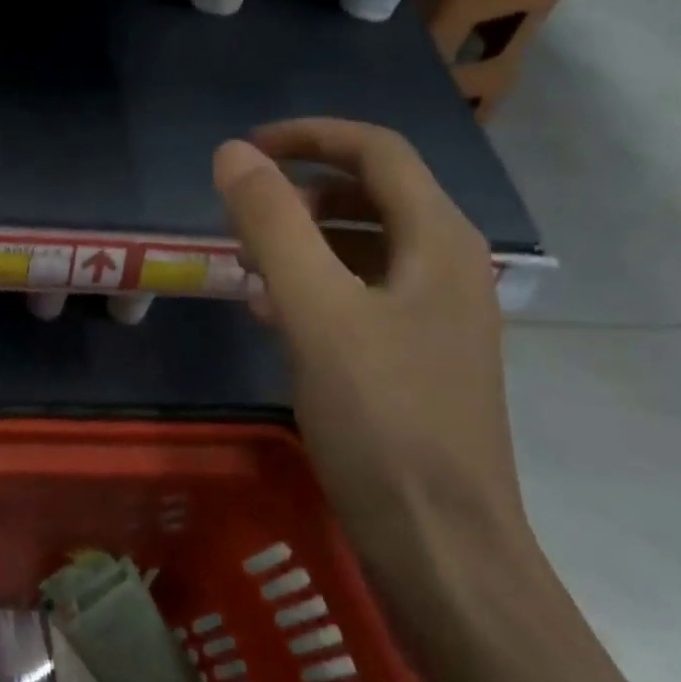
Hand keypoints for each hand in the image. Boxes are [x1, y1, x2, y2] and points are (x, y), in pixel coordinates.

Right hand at [212, 120, 526, 582]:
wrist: (441, 545)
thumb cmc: (381, 420)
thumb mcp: (315, 311)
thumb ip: (273, 224)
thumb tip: (232, 153)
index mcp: (438, 241)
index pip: (376, 151)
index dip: (310, 136)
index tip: (247, 149)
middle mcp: (447, 266)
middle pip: (373, 194)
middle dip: (303, 190)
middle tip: (241, 212)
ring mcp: (436, 315)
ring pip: (364, 246)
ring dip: (304, 239)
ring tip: (245, 262)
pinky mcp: (417, 356)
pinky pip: (361, 293)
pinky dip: (314, 285)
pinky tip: (270, 314)